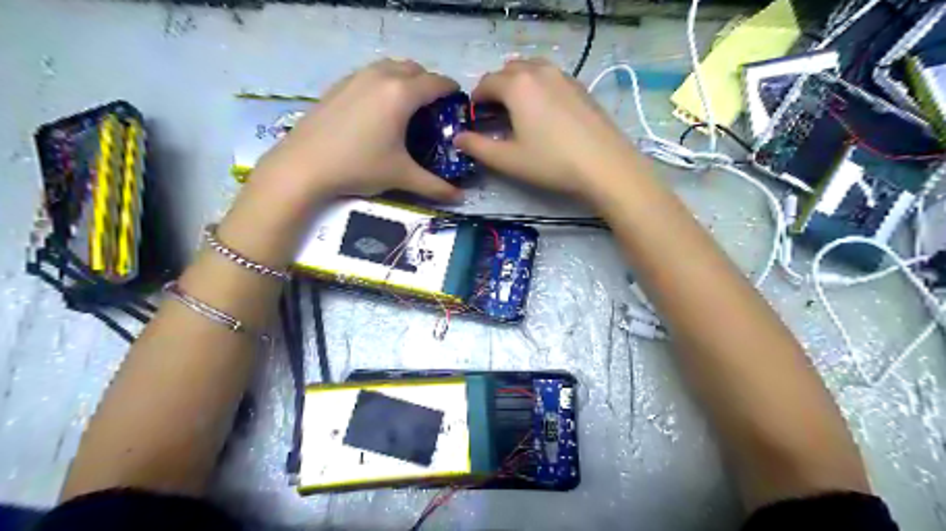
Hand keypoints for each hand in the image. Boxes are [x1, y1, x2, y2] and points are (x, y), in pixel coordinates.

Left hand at [218, 58, 462, 269]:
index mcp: (401, 94)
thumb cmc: (359, 167)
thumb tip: (461, 198)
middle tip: (433, 109)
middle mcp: (381, 76)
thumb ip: (435, 186)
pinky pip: (370, 74)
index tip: (458, 104)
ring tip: (407, 107)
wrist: (304, 165)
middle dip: (429, 83)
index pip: (436, 82)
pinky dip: (383, 83)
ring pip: (390, 67)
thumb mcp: (402, 176)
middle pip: (414, 68)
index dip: (452, 90)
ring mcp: (356, 77)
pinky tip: (378, 110)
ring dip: (405, 79)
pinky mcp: (339, 85)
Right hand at [454, 58, 639, 201]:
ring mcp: (563, 76)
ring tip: (518, 111)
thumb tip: (458, 138)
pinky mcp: (580, 86)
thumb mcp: (508, 160)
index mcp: (517, 85)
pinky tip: (544, 113)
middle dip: (496, 88)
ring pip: (531, 70)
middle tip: (495, 115)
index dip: (476, 99)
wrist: (604, 165)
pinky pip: (550, 77)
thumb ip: (477, 147)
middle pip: (508, 70)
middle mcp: (539, 71)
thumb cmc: (551, 162)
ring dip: (518, 84)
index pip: (486, 82)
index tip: (474, 117)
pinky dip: (538, 87)